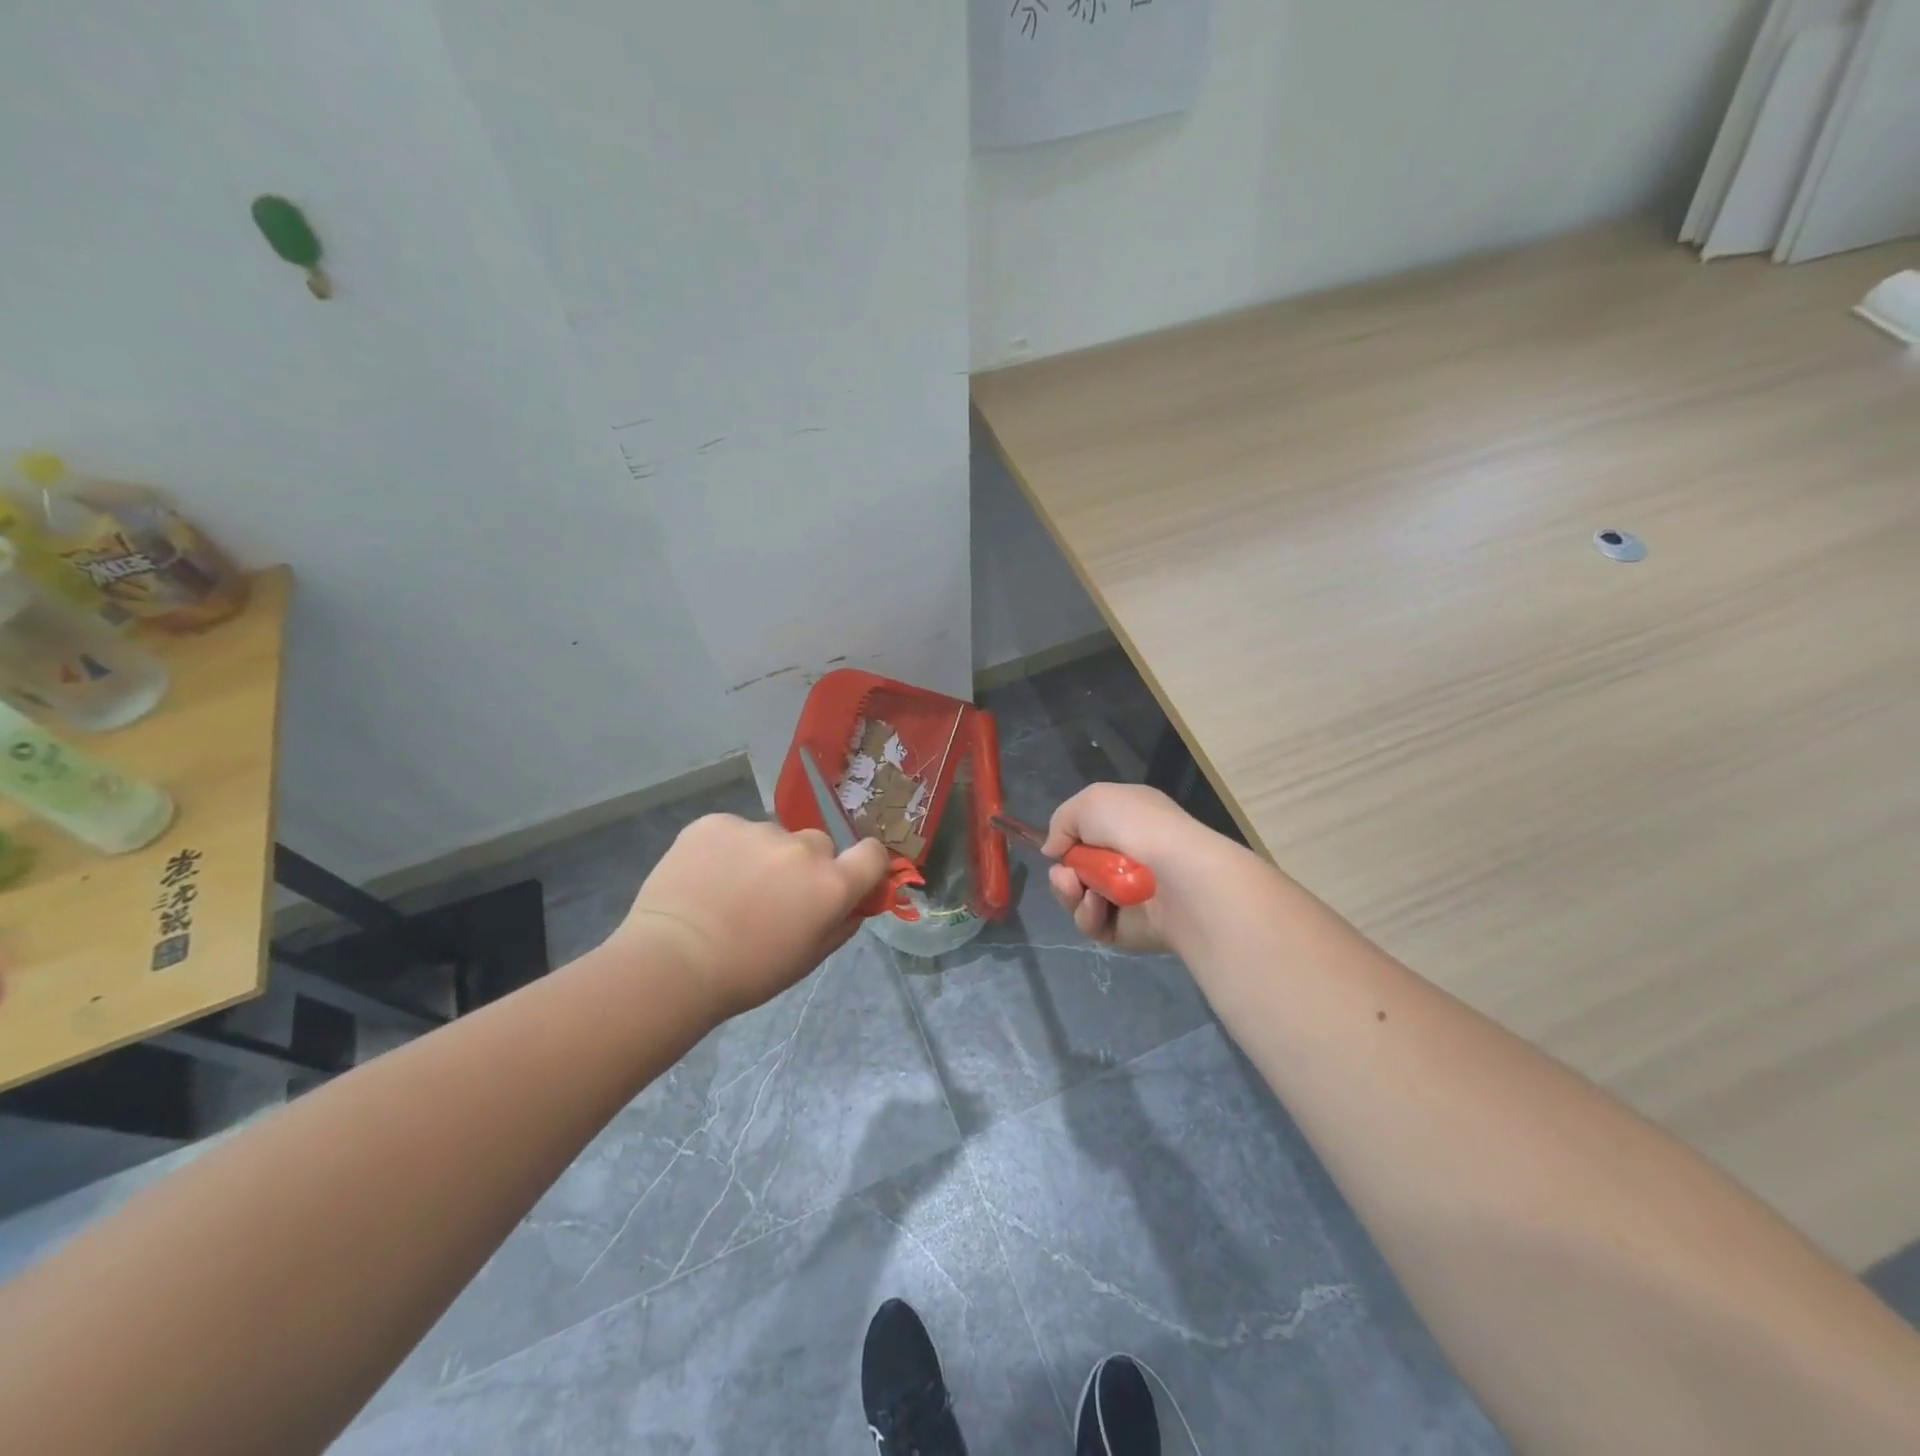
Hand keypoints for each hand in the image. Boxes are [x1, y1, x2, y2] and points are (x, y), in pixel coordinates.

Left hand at [613, 814, 888, 1017]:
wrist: (672, 962)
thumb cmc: (747, 973)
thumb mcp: (808, 959)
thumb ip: (841, 924)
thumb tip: (855, 903)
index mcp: (831, 884)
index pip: (872, 853)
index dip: (864, 863)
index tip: (848, 876)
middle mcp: (802, 848)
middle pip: (818, 844)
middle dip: (805, 865)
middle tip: (774, 895)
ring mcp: (758, 830)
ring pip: (772, 837)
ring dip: (762, 856)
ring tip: (728, 889)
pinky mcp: (716, 822)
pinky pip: (733, 831)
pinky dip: (725, 848)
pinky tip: (704, 877)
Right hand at [1042, 783, 1232, 954]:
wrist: (1176, 875)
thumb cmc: (1136, 827)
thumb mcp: (1090, 801)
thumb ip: (1062, 822)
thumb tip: (1054, 850)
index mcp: (1128, 821)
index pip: (1088, 832)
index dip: (1068, 839)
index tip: (1057, 846)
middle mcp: (1129, 857)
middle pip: (1077, 869)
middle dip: (1062, 872)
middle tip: (1065, 874)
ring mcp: (1129, 895)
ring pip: (1079, 898)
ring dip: (1069, 892)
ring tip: (1076, 887)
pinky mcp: (1128, 928)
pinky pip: (1093, 923)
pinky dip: (1088, 913)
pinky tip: (1099, 904)